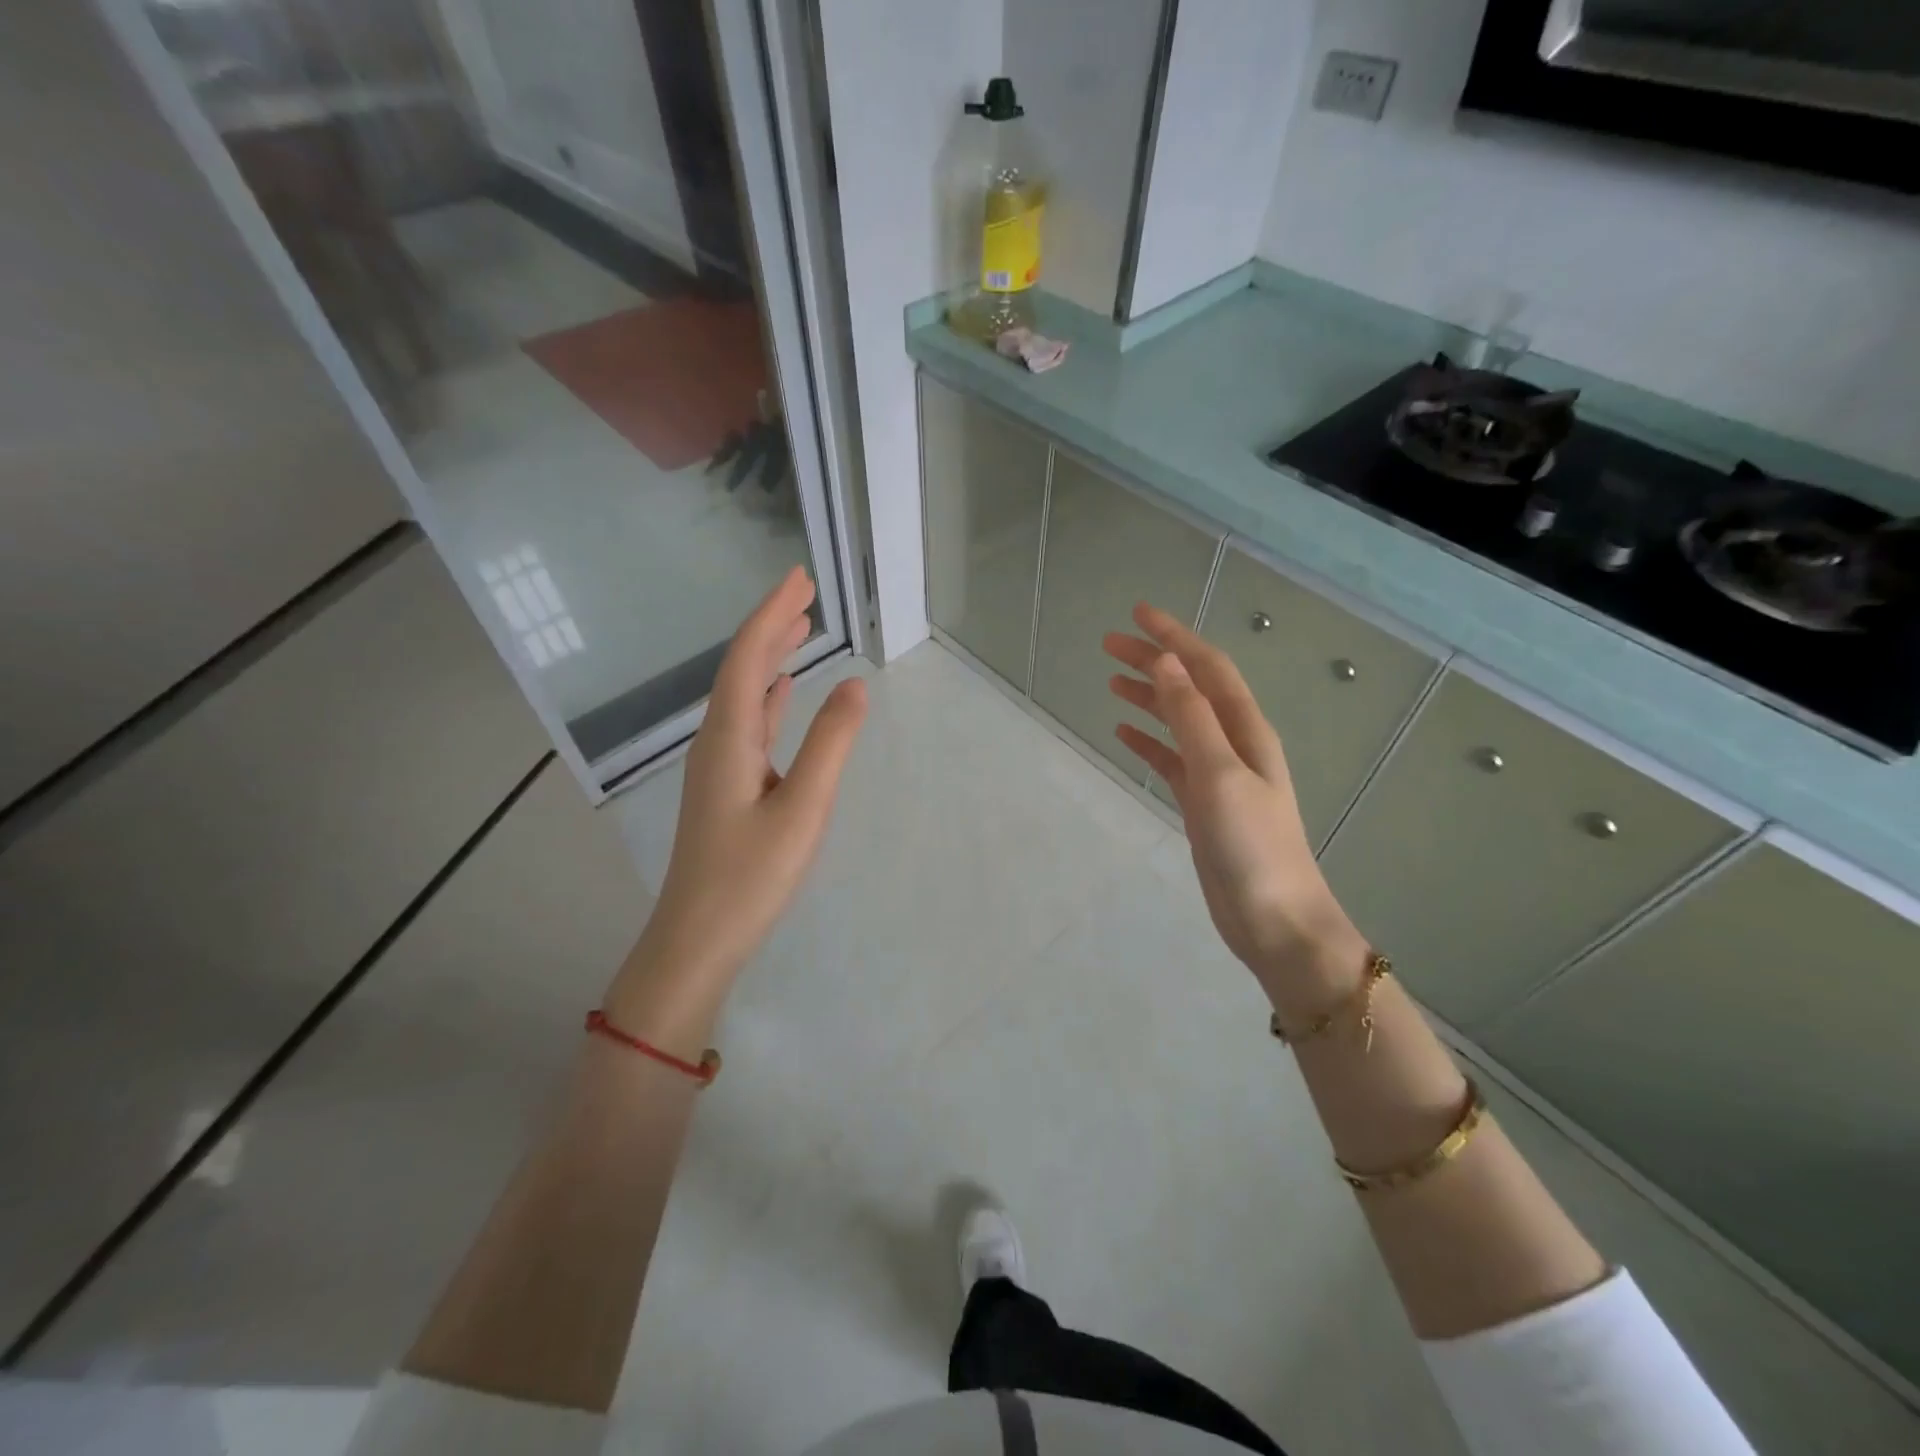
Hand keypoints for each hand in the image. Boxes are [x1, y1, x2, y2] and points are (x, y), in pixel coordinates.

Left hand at [604, 567, 867, 1049]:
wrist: (698, 939)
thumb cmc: (751, 877)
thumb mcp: (802, 809)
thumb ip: (830, 745)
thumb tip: (856, 686)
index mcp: (730, 738)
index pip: (749, 657)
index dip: (773, 613)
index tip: (800, 578)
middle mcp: (717, 741)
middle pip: (742, 668)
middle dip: (771, 625)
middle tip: (805, 592)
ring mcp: (719, 765)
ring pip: (745, 694)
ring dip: (770, 657)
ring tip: (800, 629)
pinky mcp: (727, 787)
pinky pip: (749, 723)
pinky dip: (768, 697)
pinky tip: (782, 692)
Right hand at [1104, 603, 1370, 1022]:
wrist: (1274, 919)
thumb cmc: (1251, 845)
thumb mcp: (1219, 773)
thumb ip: (1192, 717)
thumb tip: (1166, 662)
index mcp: (1246, 729)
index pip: (1207, 667)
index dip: (1174, 636)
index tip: (1137, 614)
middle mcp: (1234, 743)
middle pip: (1190, 687)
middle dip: (1154, 661)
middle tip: (1108, 644)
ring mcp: (1218, 774)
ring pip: (1178, 721)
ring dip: (1148, 696)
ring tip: (1110, 680)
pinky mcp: (1202, 803)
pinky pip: (1171, 758)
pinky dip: (1148, 740)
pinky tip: (1124, 732)